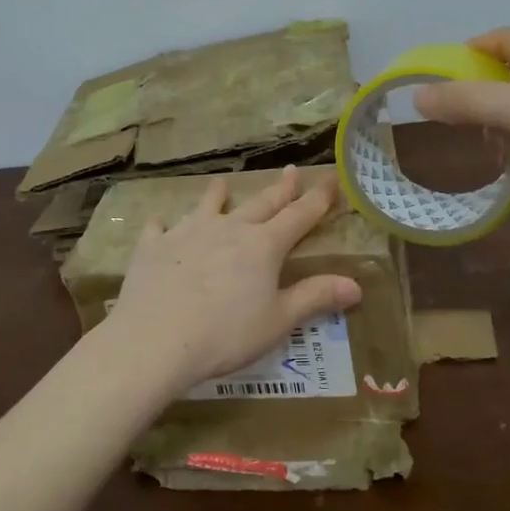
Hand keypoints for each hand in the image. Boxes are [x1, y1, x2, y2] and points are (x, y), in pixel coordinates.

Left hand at [105, 167, 362, 392]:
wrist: (155, 340)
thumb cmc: (226, 335)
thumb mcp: (278, 321)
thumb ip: (315, 297)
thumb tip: (355, 285)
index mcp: (263, 246)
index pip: (299, 215)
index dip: (318, 198)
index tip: (331, 179)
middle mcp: (228, 229)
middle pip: (260, 204)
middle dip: (280, 189)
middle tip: (291, 170)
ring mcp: (187, 233)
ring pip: (208, 206)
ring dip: (218, 194)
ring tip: (221, 182)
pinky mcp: (154, 247)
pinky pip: (159, 228)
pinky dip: (163, 224)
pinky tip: (159, 223)